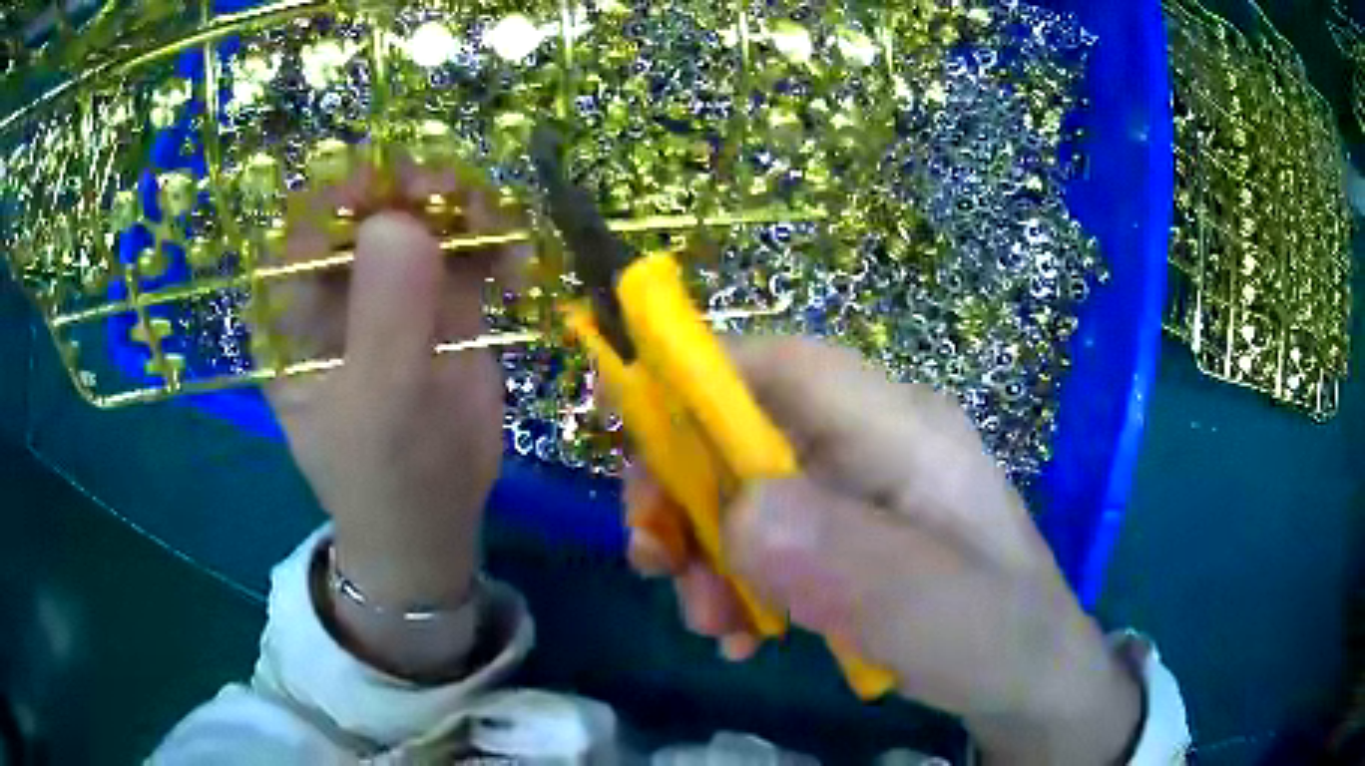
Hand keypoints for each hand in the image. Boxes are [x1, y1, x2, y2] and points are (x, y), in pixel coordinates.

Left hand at [263, 153, 518, 677]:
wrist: (436, 519)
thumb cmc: (385, 475)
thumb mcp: (380, 405)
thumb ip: (385, 316)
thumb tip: (399, 218)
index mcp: (293, 312)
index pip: (303, 225)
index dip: (344, 192)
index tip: (393, 187)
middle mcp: (336, 288)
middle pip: (368, 206)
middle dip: (413, 190)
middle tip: (459, 195)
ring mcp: (390, 288)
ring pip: (423, 216)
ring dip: (462, 209)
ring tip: (500, 230)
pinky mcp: (441, 298)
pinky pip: (466, 248)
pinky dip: (495, 242)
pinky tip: (517, 264)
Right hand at [627, 337, 1140, 764]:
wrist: (1030, 681)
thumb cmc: (1000, 638)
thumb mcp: (939, 613)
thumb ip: (852, 564)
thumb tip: (740, 514)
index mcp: (906, 431)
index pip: (788, 366)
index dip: (699, 378)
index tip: (625, 429)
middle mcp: (875, 444)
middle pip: (748, 429)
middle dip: (685, 491)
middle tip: (655, 562)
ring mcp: (860, 491)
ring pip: (745, 489)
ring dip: (705, 549)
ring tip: (710, 622)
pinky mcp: (848, 535)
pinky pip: (766, 538)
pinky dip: (735, 580)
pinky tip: (742, 633)